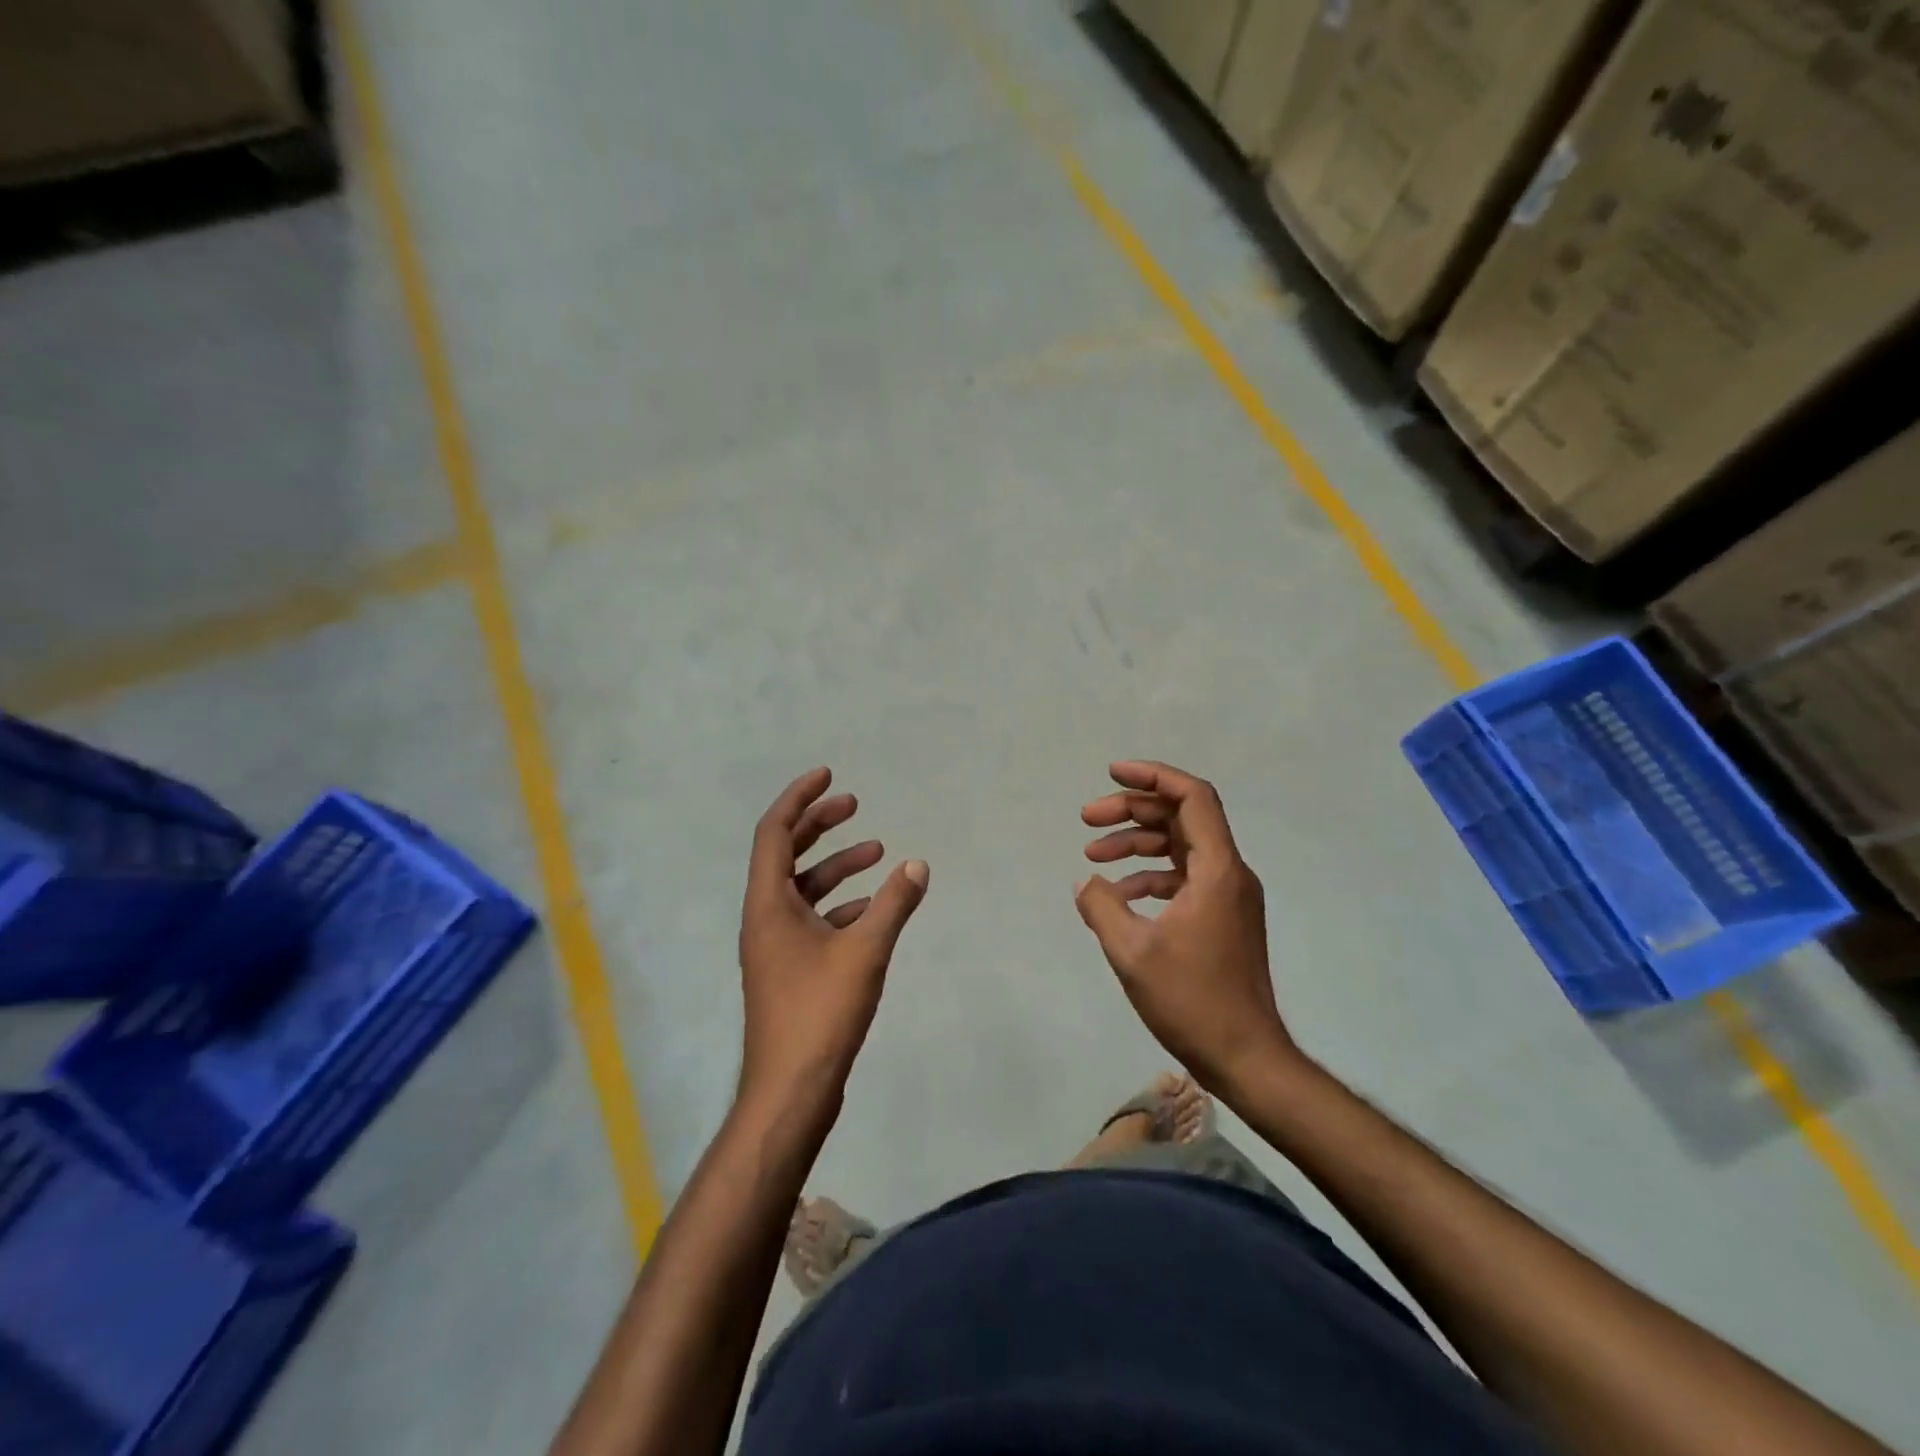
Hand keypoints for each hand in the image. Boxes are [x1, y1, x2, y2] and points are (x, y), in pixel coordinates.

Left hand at [737, 767, 928, 1115]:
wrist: (791, 1090)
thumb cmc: (820, 1013)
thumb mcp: (865, 951)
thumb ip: (893, 904)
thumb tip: (917, 865)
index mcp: (768, 904)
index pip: (774, 832)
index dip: (800, 798)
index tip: (828, 775)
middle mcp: (764, 918)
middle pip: (786, 854)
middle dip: (819, 824)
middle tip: (854, 803)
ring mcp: (775, 946)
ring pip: (803, 889)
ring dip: (836, 866)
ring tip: (877, 851)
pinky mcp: (790, 970)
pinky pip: (813, 920)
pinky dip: (840, 904)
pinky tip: (873, 908)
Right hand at [1075, 760, 1294, 1090]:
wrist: (1246, 1058)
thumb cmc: (1192, 1001)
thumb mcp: (1132, 952)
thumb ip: (1101, 906)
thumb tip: (1086, 881)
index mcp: (1217, 870)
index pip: (1192, 797)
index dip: (1152, 776)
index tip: (1112, 774)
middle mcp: (1229, 873)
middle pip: (1182, 817)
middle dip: (1133, 810)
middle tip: (1087, 818)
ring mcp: (1228, 896)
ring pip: (1180, 847)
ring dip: (1137, 843)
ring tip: (1092, 855)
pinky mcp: (1222, 918)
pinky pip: (1183, 878)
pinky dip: (1150, 875)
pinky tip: (1119, 894)